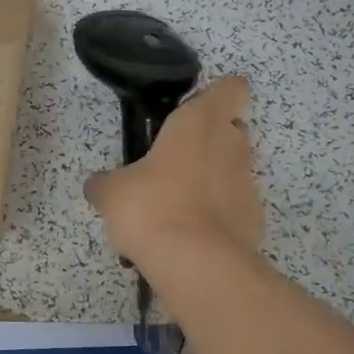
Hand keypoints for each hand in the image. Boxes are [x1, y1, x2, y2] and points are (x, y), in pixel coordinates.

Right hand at [84, 75, 262, 265]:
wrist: (197, 266)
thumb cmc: (152, 208)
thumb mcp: (111, 192)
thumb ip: (105, 182)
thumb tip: (98, 186)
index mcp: (199, 123)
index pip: (230, 88)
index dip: (215, 95)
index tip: (190, 111)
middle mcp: (232, 145)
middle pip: (231, 128)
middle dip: (208, 139)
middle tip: (173, 160)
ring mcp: (248, 184)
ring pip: (233, 168)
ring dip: (211, 178)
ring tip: (175, 205)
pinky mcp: (254, 220)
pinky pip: (234, 206)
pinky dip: (217, 214)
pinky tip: (189, 234)